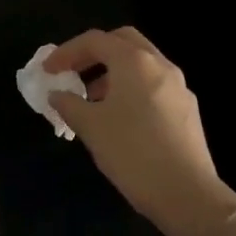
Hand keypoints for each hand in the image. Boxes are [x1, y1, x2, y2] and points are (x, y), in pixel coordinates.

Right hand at [45, 27, 235, 235]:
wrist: (187, 195)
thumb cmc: (132, 152)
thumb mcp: (90, 126)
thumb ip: (68, 103)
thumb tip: (57, 94)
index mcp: (134, 61)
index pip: (95, 40)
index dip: (66, 51)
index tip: (47, 70)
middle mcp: (160, 65)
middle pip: (123, 41)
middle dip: (94, 52)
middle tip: (73, 71)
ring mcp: (179, 87)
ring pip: (141, 64)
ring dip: (113, 72)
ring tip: (92, 98)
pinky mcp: (188, 110)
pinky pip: (153, 85)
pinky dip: (131, 88)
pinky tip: (119, 118)